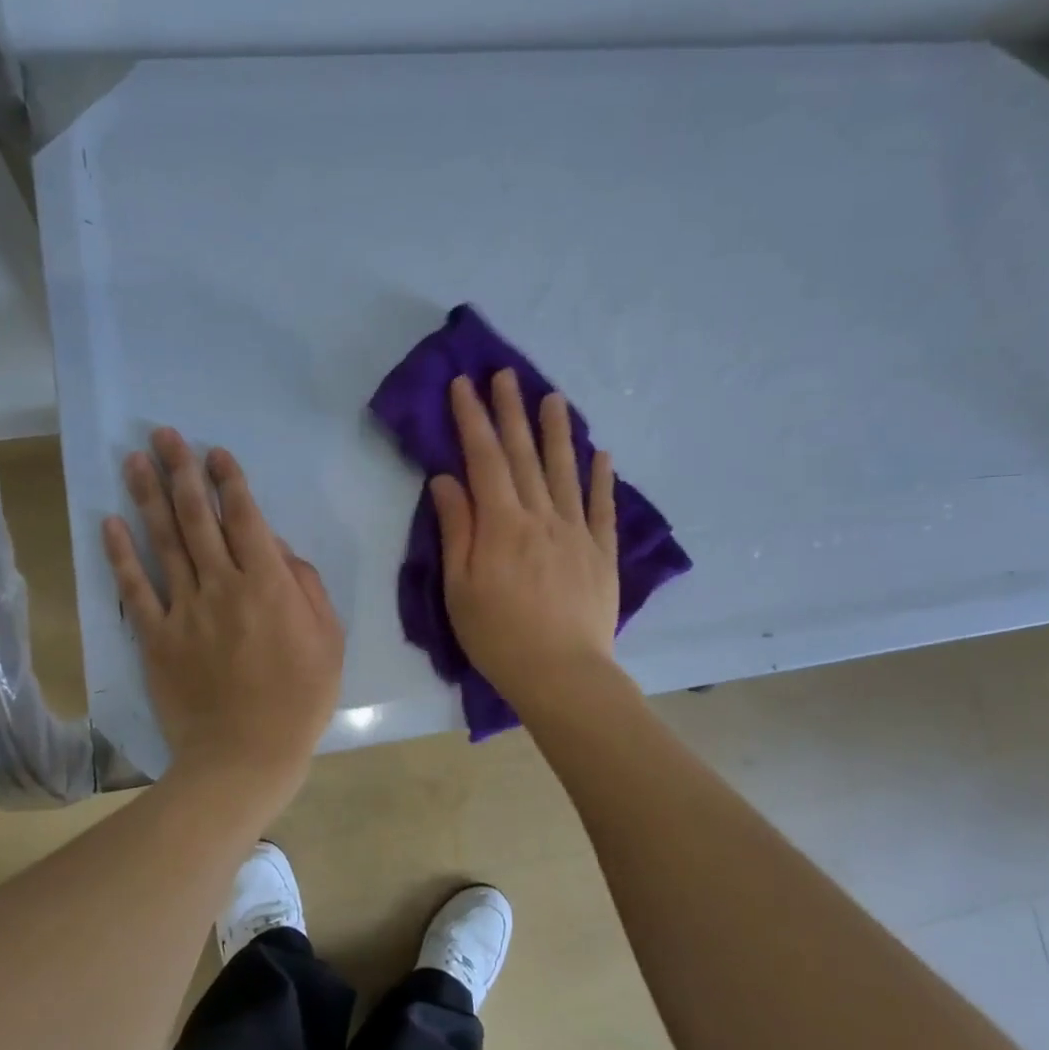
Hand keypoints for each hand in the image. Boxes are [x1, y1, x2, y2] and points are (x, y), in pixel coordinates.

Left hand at [103, 428, 343, 790]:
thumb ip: (306, 587)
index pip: (245, 519)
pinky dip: (121, 556)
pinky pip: (134, 590)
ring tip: (134, 459)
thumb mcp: (328, 640)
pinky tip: (110, 523)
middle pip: (197, 518)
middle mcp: (221, 585)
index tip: (215, 453)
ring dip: (148, 498)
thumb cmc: (298, 699)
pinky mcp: (155, 638)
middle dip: (182, 472)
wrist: (244, 756)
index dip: (229, 481)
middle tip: (165, 435)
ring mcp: (183, 610)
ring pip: (164, 543)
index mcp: (267, 584)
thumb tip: (278, 550)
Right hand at [430, 370, 619, 712]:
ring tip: (552, 398)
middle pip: (524, 455)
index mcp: (502, 525)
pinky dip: (601, 477)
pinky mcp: (602, 552)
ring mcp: (577, 532)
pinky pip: (602, 506)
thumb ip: (457, 529)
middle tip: (505, 374)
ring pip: (565, 470)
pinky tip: (601, 453)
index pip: (484, 459)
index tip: (464, 385)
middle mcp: (542, 516)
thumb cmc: (499, 637)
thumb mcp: (460, 588)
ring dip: (557, 432)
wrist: (563, 675)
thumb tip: (447, 479)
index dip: (472, 419)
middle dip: (511, 412)